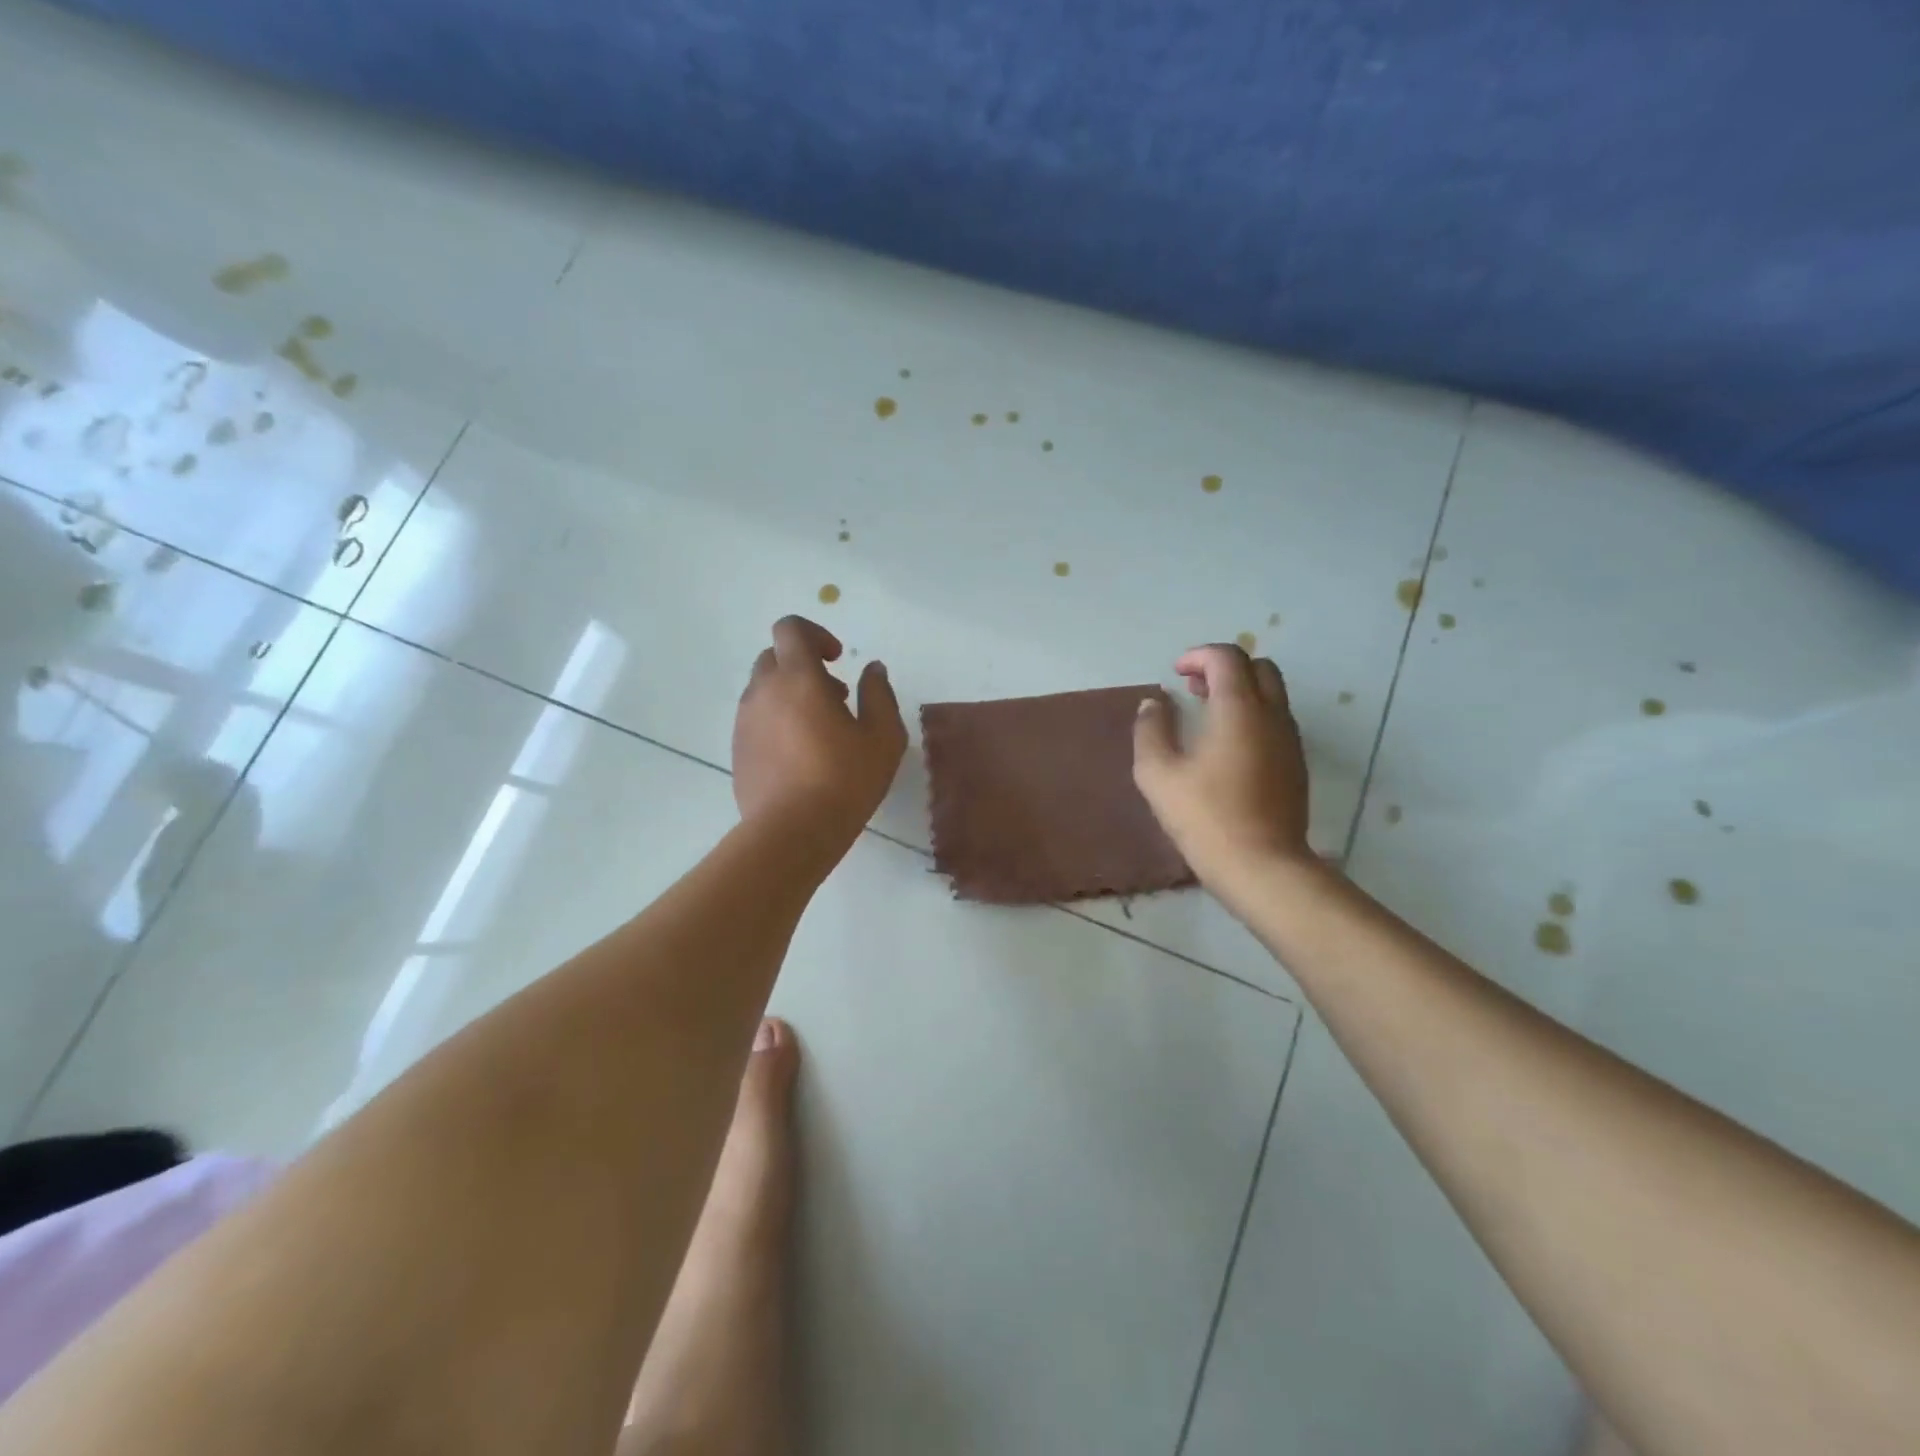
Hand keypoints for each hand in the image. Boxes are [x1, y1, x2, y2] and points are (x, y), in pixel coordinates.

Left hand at [733, 615, 906, 847]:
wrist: (791, 832)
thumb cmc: (844, 780)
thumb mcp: (883, 737)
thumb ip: (879, 694)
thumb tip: (872, 668)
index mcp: (798, 679)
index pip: (790, 629)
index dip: (815, 634)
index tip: (837, 660)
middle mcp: (763, 692)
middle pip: (774, 657)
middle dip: (804, 666)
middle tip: (835, 697)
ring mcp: (745, 722)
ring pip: (763, 690)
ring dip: (790, 695)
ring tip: (820, 732)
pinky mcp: (737, 750)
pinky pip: (756, 720)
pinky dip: (777, 722)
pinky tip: (800, 756)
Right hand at [1132, 644, 1313, 889]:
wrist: (1262, 866)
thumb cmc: (1205, 816)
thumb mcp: (1158, 773)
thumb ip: (1151, 730)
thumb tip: (1154, 703)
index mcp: (1239, 709)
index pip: (1227, 658)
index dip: (1198, 656)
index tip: (1175, 673)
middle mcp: (1272, 715)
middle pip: (1258, 667)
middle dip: (1224, 668)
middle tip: (1194, 689)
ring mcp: (1290, 741)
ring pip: (1273, 694)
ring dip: (1241, 691)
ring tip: (1207, 715)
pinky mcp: (1296, 765)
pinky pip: (1277, 721)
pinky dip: (1253, 715)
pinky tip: (1228, 746)